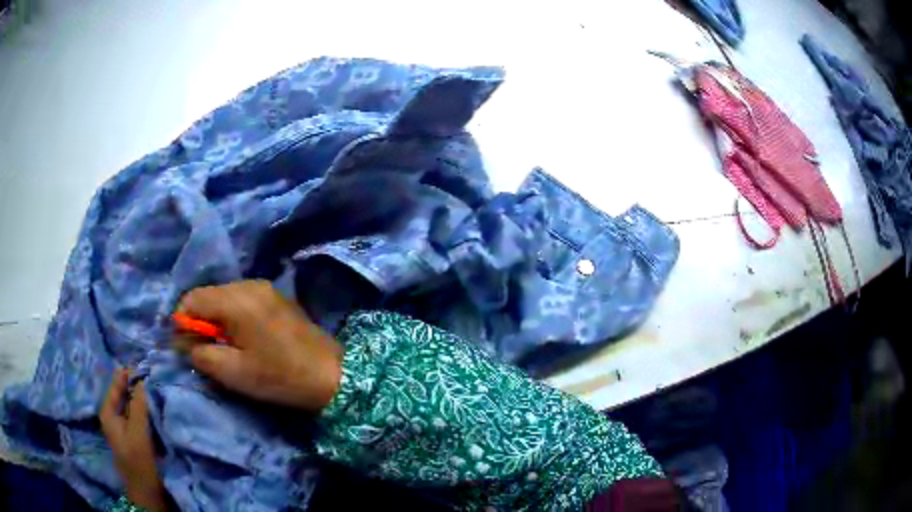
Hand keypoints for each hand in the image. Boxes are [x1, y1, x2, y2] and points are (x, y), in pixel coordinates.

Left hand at [100, 369, 167, 511]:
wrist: (148, 492)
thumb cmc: (139, 462)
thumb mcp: (138, 432)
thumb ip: (138, 405)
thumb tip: (142, 378)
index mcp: (108, 411)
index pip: (117, 383)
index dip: (130, 372)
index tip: (146, 362)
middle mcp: (114, 414)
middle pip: (125, 392)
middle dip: (138, 383)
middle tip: (155, 372)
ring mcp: (125, 425)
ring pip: (134, 402)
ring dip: (144, 395)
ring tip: (158, 384)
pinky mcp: (136, 434)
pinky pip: (140, 414)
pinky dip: (147, 407)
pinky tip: (158, 403)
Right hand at [175, 280, 342, 411]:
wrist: (331, 374)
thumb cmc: (279, 377)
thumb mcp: (233, 373)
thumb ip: (200, 354)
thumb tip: (183, 341)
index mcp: (236, 300)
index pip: (192, 299)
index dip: (182, 322)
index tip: (185, 346)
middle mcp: (249, 284)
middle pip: (208, 295)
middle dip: (200, 321)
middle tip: (205, 350)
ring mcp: (265, 288)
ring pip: (224, 297)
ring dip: (217, 319)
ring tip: (225, 346)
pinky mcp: (276, 297)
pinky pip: (242, 300)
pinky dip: (233, 316)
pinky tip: (243, 338)